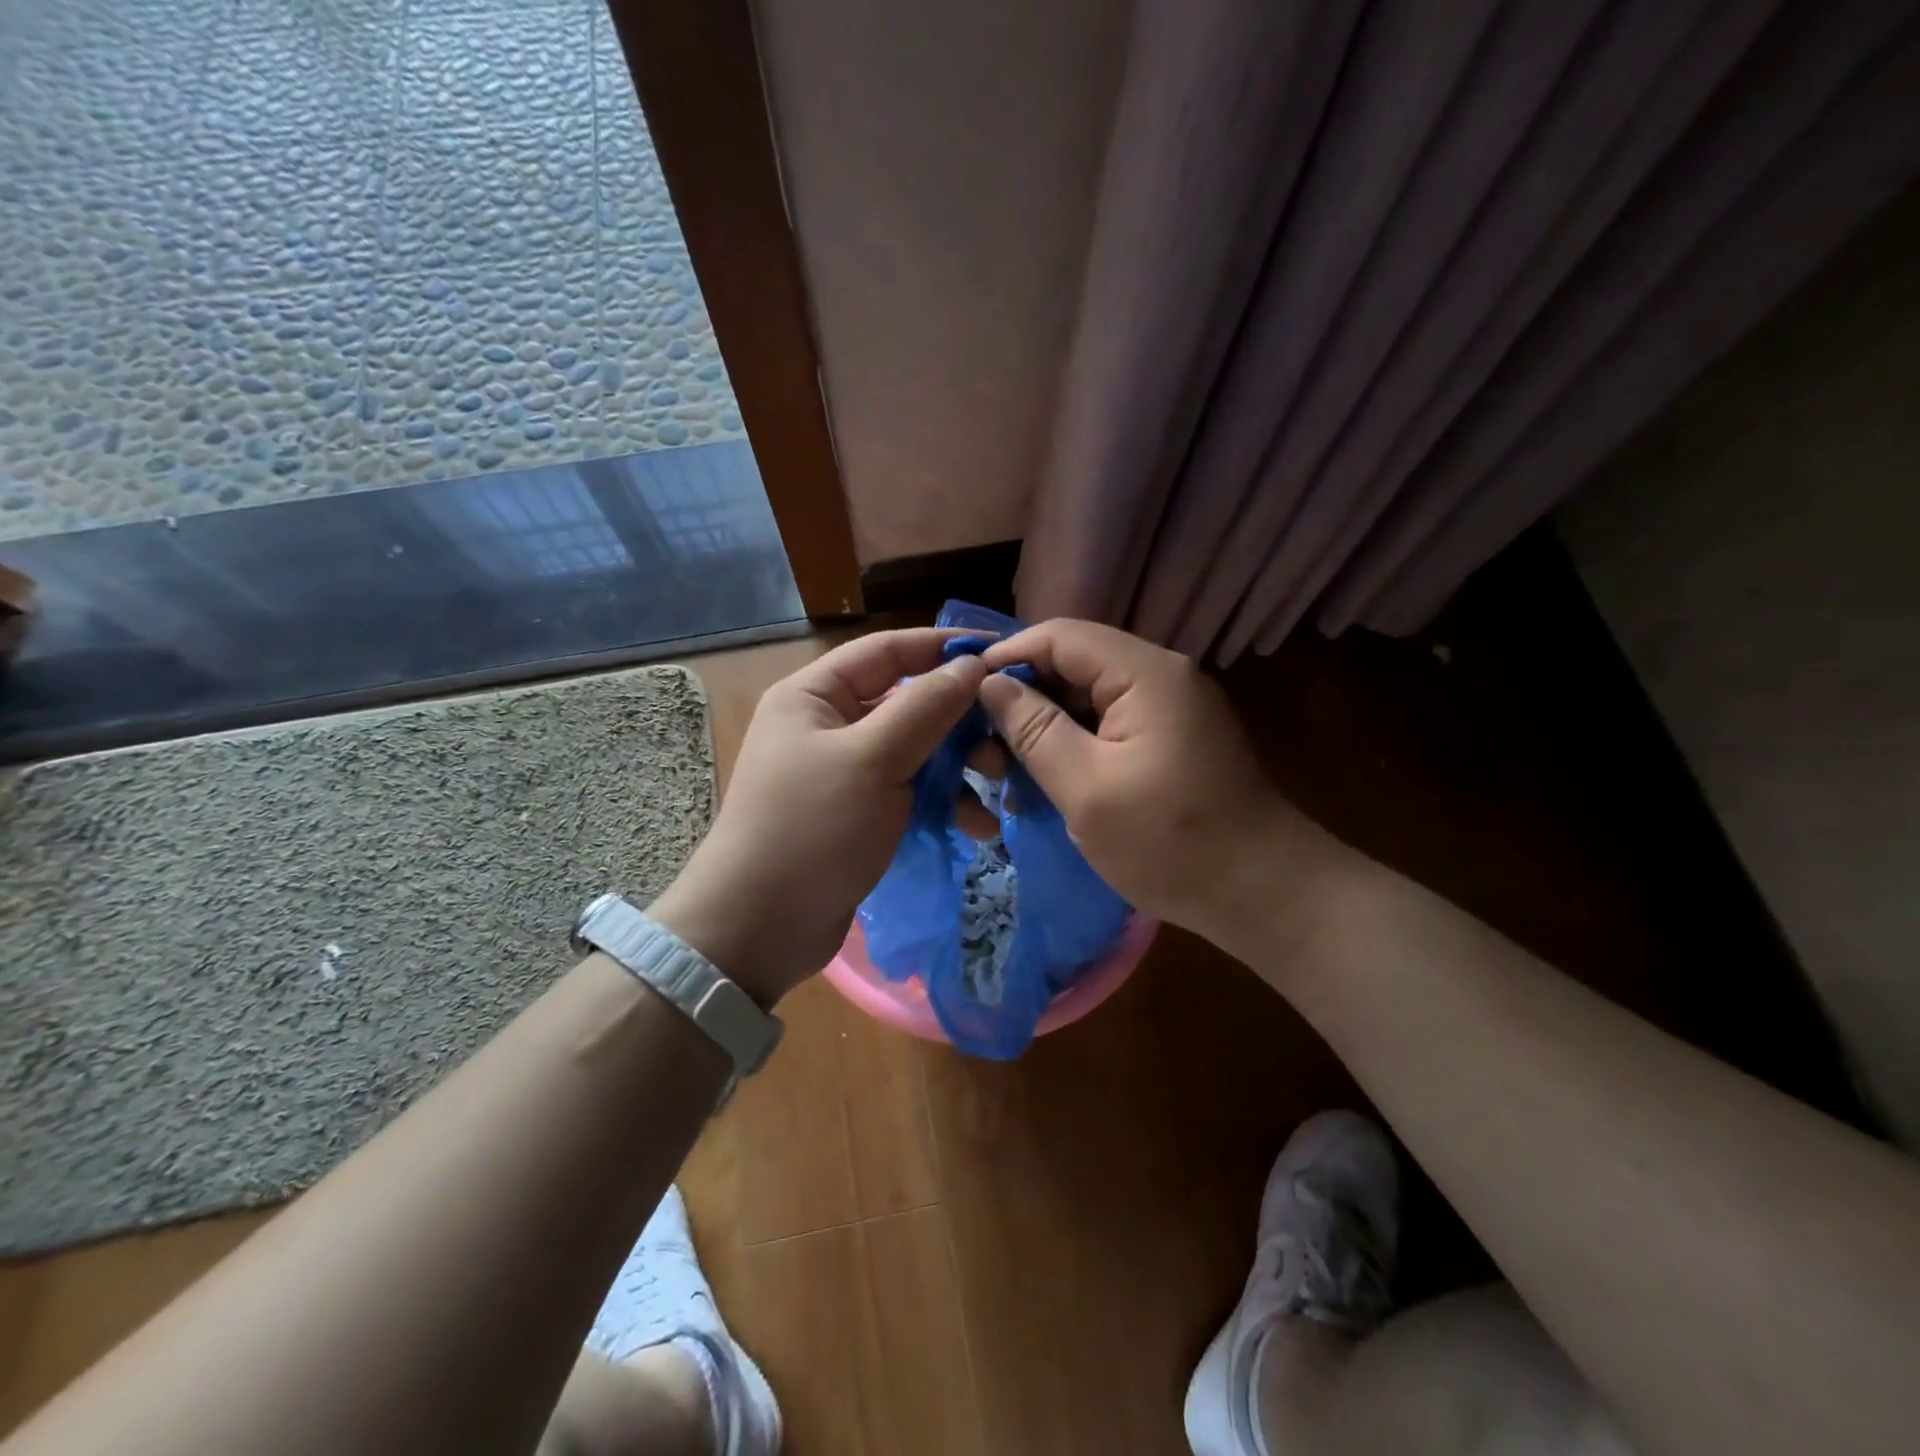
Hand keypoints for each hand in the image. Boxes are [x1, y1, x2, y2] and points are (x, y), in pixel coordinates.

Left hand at [649, 630, 987, 1004]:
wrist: (760, 929)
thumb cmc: (811, 830)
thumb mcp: (872, 760)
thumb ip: (925, 707)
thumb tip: (971, 666)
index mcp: (815, 695)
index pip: (889, 650)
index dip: (945, 647)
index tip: (1001, 654)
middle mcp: (829, 724)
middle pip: (909, 702)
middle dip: (960, 721)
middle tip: (1006, 741)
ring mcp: (845, 772)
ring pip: (916, 751)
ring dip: (959, 768)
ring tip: (996, 789)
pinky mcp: (860, 813)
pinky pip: (911, 792)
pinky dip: (943, 803)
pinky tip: (977, 826)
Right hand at [979, 620, 1343, 948]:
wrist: (1264, 894)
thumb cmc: (1172, 843)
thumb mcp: (1087, 789)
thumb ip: (1034, 730)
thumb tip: (990, 684)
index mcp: (1145, 674)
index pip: (1060, 636)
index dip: (1007, 656)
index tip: (961, 692)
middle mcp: (1160, 676)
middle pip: (1074, 663)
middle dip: (1023, 697)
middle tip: (980, 743)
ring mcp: (1170, 708)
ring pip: (1088, 697)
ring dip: (1045, 726)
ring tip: (1005, 770)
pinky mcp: (1171, 738)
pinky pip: (1109, 725)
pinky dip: (1073, 746)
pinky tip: (1045, 780)